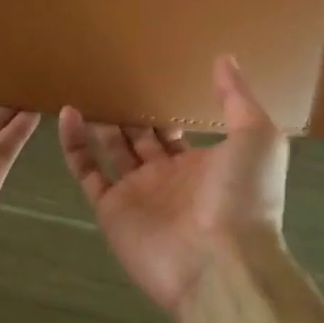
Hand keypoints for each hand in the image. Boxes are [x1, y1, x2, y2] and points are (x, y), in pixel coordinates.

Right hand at [58, 55, 289, 315]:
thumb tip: (224, 58)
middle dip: (128, 112)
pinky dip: (74, 144)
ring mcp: (137, 194)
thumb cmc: (245, 195)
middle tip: (109, 76)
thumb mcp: (256, 136)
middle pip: (141, 138)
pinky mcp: (111, 210)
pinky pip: (87, 172)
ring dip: (100, 122)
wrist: (223, 263)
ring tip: (86, 87)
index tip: (147, 74)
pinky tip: (67, 113)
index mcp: (202, 164)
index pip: (175, 131)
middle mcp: (168, 178)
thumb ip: (237, 98)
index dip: (163, 106)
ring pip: (112, 150)